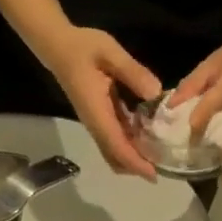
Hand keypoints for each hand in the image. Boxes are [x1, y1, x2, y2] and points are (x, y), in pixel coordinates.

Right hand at [41, 26, 161, 178]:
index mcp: (97, 112)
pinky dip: (130, 145)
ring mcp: (95, 123)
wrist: (58, 46)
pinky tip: (148, 138)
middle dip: (136, 167)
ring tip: (159, 157)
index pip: (116, 146)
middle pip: (115, 157)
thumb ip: (133, 72)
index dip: (135, 162)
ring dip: (134, 158)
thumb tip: (156, 93)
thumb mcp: (109, 52)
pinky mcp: (98, 118)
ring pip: (114, 152)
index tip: (154, 175)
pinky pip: (114, 140)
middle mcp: (95, 124)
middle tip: (163, 167)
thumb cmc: (82, 47)